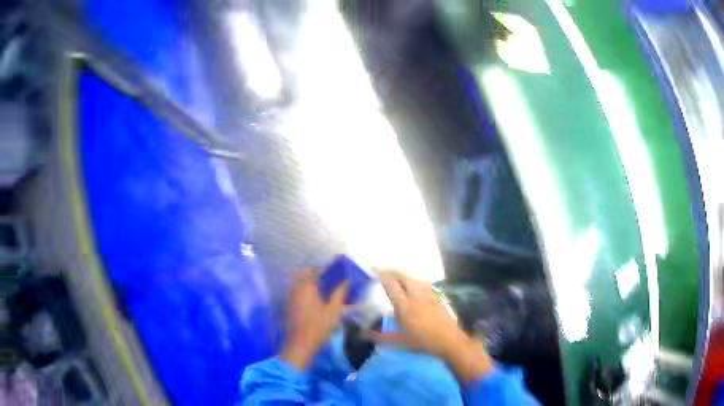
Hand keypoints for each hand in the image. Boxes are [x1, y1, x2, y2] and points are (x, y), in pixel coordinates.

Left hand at [280, 270, 348, 370]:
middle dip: (310, 276)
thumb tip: (347, 281)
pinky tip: (309, 303)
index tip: (329, 273)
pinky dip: (300, 294)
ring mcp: (289, 300)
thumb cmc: (319, 327)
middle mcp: (295, 291)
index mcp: (307, 288)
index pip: (311, 271)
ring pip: (295, 286)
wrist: (300, 345)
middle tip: (322, 281)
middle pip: (300, 276)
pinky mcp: (287, 309)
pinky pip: (293, 295)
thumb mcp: (334, 311)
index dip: (320, 270)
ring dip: (304, 285)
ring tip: (317, 291)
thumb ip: (339, 294)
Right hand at [371, 271, 493, 384]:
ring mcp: (429, 295)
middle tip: (384, 269)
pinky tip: (415, 285)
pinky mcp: (438, 297)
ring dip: (405, 275)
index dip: (382, 275)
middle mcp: (416, 296)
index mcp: (405, 306)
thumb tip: (366, 334)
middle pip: (404, 277)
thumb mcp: (400, 341)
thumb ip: (382, 336)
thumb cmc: (423, 342)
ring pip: (415, 279)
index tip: (374, 269)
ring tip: (398, 275)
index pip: (392, 285)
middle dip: (393, 271)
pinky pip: (424, 284)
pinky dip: (416, 281)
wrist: (450, 341)